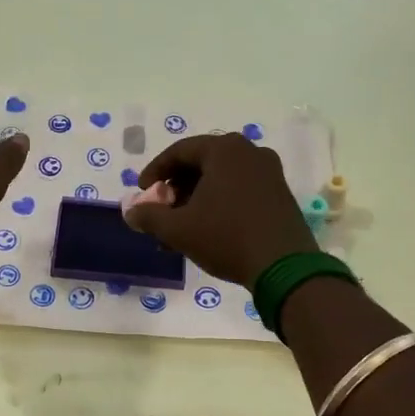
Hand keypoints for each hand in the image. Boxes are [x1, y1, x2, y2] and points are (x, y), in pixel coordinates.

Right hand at [124, 133, 317, 288]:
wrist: (284, 266)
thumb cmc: (226, 237)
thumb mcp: (178, 229)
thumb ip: (149, 216)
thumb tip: (130, 212)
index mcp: (224, 149)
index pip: (179, 151)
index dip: (155, 171)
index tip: (142, 192)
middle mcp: (249, 152)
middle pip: (201, 163)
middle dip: (176, 188)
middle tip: (161, 210)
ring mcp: (269, 172)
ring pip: (221, 178)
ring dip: (196, 198)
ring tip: (180, 227)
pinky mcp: (280, 193)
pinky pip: (240, 189)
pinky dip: (218, 203)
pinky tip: (206, 229)